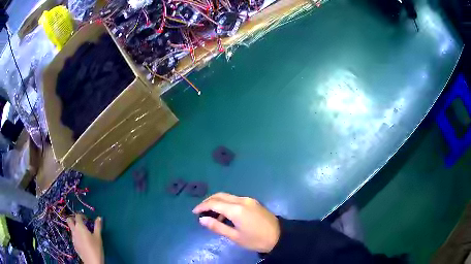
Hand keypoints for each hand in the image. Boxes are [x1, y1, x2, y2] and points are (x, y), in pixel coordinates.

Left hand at [67, 214, 103, 263]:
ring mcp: (73, 238)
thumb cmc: (96, 248)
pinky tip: (83, 242)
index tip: (86, 218)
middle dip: (73, 219)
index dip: (81, 215)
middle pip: (69, 220)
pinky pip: (74, 236)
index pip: (77, 216)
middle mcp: (74, 230)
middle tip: (80, 222)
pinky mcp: (74, 244)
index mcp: (80, 226)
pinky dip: (77, 236)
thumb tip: (99, 217)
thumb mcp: (98, 237)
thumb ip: (97, 226)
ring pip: (71, 229)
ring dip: (75, 228)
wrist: (92, 262)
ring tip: (83, 233)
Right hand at [193, 193, 279, 252]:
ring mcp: (249, 200)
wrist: (280, 236)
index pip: (214, 203)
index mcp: (236, 209)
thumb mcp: (235, 236)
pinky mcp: (253, 202)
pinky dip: (226, 204)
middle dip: (208, 201)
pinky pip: (235, 199)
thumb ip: (217, 227)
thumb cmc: (256, 240)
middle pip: (220, 196)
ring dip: (217, 202)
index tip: (194, 212)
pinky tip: (225, 214)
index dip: (202, 206)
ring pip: (227, 196)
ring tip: (212, 216)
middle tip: (200, 211)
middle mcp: (242, 200)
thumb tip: (202, 219)